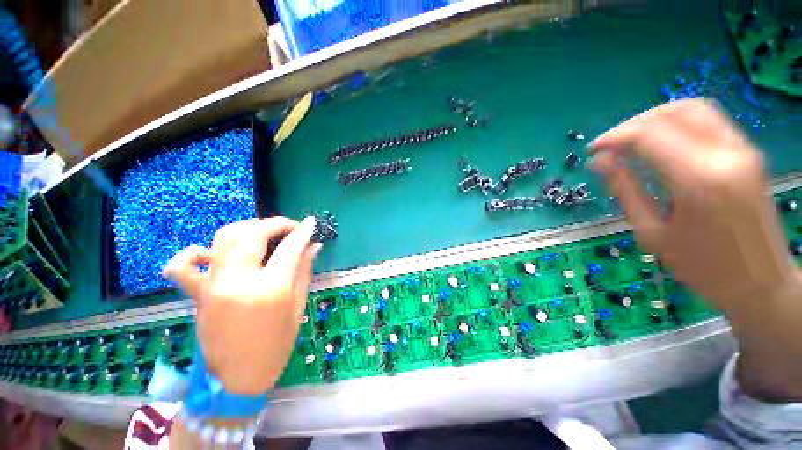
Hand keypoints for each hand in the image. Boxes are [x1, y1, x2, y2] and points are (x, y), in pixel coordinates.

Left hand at [163, 217, 321, 394]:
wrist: (236, 380)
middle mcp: (237, 281)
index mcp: (269, 290)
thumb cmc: (275, 346)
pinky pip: (183, 265)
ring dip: (247, 228)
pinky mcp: (197, 294)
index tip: (311, 223)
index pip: (289, 248)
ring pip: (224, 237)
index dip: (302, 232)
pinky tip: (212, 253)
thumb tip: (313, 246)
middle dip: (276, 223)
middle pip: (253, 234)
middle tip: (291, 227)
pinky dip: (196, 251)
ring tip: (264, 233)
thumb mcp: (297, 307)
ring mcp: (212, 285)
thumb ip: (304, 271)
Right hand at [590, 99, 801, 400]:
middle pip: (674, 110)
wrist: (763, 286)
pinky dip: (675, 126)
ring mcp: (740, 152)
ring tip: (627, 142)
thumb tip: (603, 163)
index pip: (647, 134)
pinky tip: (656, 147)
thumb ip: (625, 190)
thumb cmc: (703, 270)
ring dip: (655, 119)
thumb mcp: (651, 233)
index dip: (613, 135)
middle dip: (634, 120)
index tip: (589, 149)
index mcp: (698, 178)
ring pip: (694, 109)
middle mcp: (724, 155)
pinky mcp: (745, 155)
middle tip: (607, 142)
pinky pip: (705, 124)